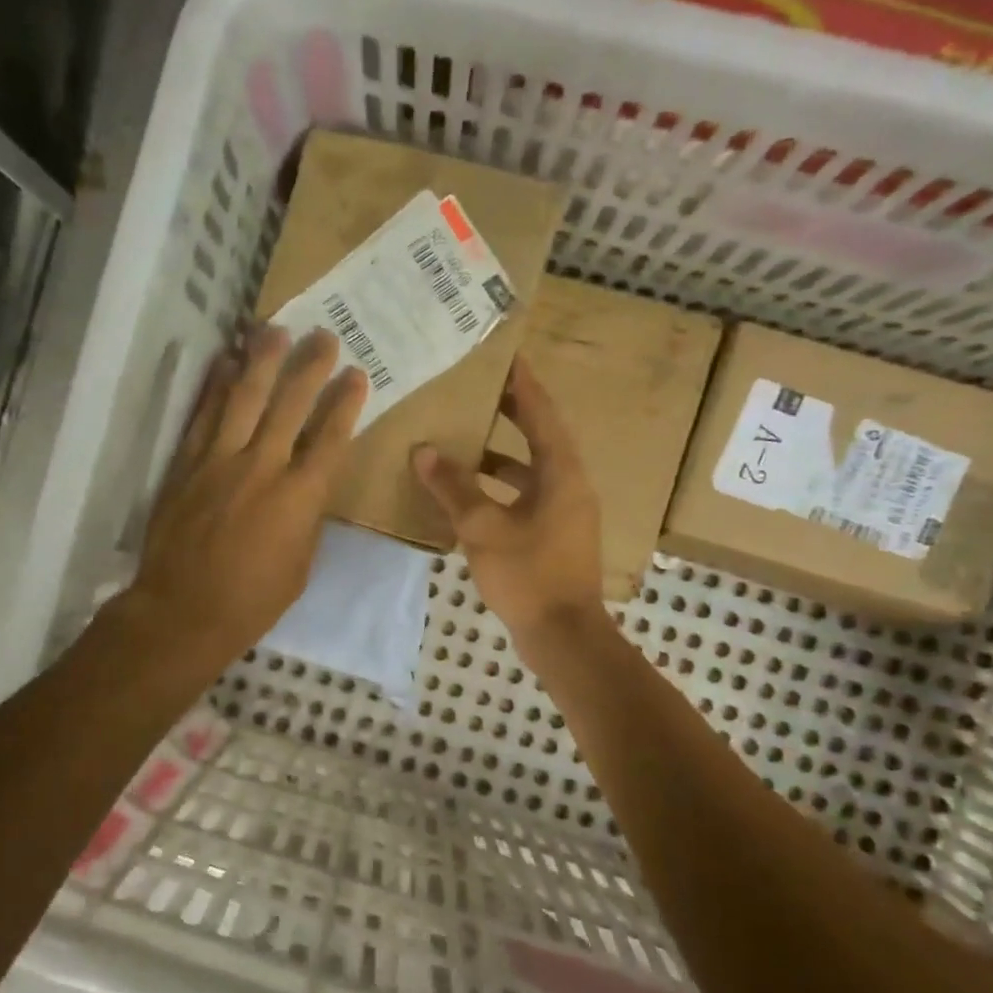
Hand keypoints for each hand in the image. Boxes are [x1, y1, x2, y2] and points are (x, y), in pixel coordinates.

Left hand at [123, 325, 366, 673]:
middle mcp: (263, 467)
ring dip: (261, 361)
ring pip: (244, 398)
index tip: (356, 375)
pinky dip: (215, 387)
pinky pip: (203, 415)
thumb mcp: (300, 565)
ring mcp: (220, 461)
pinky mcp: (186, 464)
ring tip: (274, 329)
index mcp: (300, 497)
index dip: (345, 403)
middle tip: (324, 337)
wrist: (183, 611)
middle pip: (290, 405)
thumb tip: (307, 487)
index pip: (330, 438)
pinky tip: (225, 362)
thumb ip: (307, 517)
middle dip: (310, 367)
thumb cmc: (252, 600)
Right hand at [412, 358, 605, 645]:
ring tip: (462, 441)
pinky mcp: (554, 536)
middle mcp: (569, 485)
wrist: (563, 636)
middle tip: (478, 390)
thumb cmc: (528, 575)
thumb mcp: (483, 528)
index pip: (541, 414)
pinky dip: (499, 489)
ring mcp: (564, 513)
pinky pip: (525, 497)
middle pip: (539, 438)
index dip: (522, 385)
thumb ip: (453, 487)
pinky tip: (467, 496)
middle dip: (510, 414)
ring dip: (499, 456)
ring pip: (530, 471)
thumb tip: (424, 451)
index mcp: (561, 474)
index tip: (505, 356)